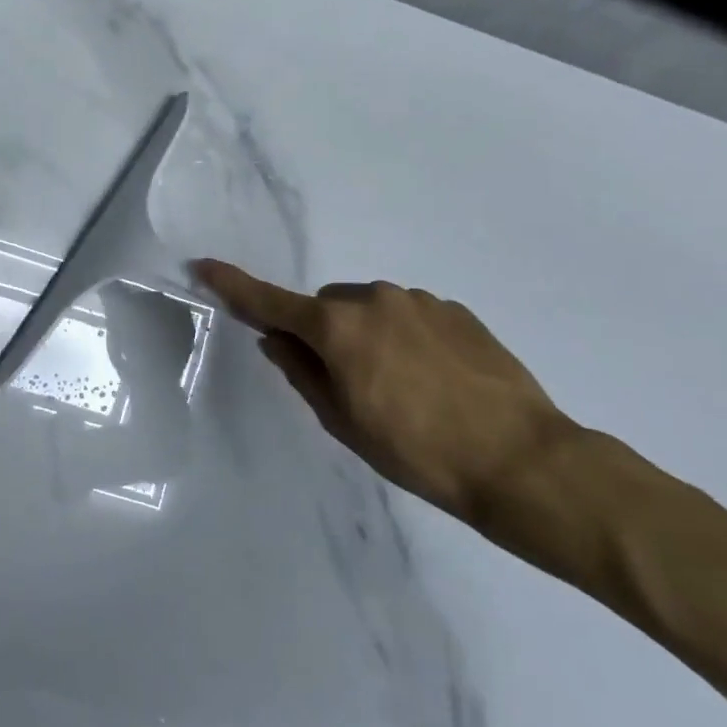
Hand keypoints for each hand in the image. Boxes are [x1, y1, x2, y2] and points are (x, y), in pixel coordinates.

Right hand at [193, 260, 578, 524]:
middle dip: (323, 333)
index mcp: (337, 327)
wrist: (522, 460)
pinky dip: (405, 337)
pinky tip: (434, 379)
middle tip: (348, 383)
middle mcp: (374, 299)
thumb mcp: (344, 421)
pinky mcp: (456, 310)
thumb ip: (302, 373)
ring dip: (366, 335)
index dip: (233, 285)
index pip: (270, 302)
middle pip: (325, 307)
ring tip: (402, 387)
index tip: (204, 266)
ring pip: (369, 310)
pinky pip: (409, 315)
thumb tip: (276, 340)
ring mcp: (419, 300)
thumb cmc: (417, 451)